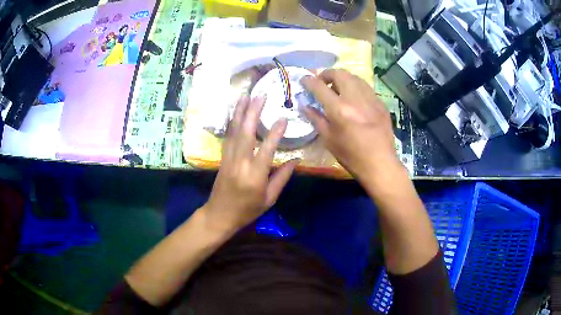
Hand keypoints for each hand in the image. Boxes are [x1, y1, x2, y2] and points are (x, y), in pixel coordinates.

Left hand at [204, 95, 298, 231]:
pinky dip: (232, 121)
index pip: (267, 149)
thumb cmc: (247, 210)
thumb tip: (296, 160)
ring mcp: (229, 158)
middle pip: (246, 133)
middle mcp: (240, 163)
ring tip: (246, 95)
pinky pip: (228, 136)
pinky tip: (235, 111)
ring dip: (240, 112)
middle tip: (260, 95)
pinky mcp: (222, 157)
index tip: (284, 118)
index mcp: (255, 176)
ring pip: (234, 131)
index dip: (275, 133)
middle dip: (253, 112)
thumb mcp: (269, 199)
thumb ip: (282, 178)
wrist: (220, 215)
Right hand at [301, 69, 400, 185]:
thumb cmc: (351, 156)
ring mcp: (371, 98)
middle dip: (327, 74)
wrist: (380, 164)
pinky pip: (366, 87)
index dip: (308, 81)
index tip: (304, 80)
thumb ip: (316, 119)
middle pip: (339, 73)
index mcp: (339, 108)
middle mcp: (355, 98)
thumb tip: (305, 106)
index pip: (319, 86)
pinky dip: (356, 87)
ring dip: (343, 78)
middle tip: (322, 83)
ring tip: (338, 89)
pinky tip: (355, 99)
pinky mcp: (381, 103)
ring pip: (355, 77)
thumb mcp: (328, 139)